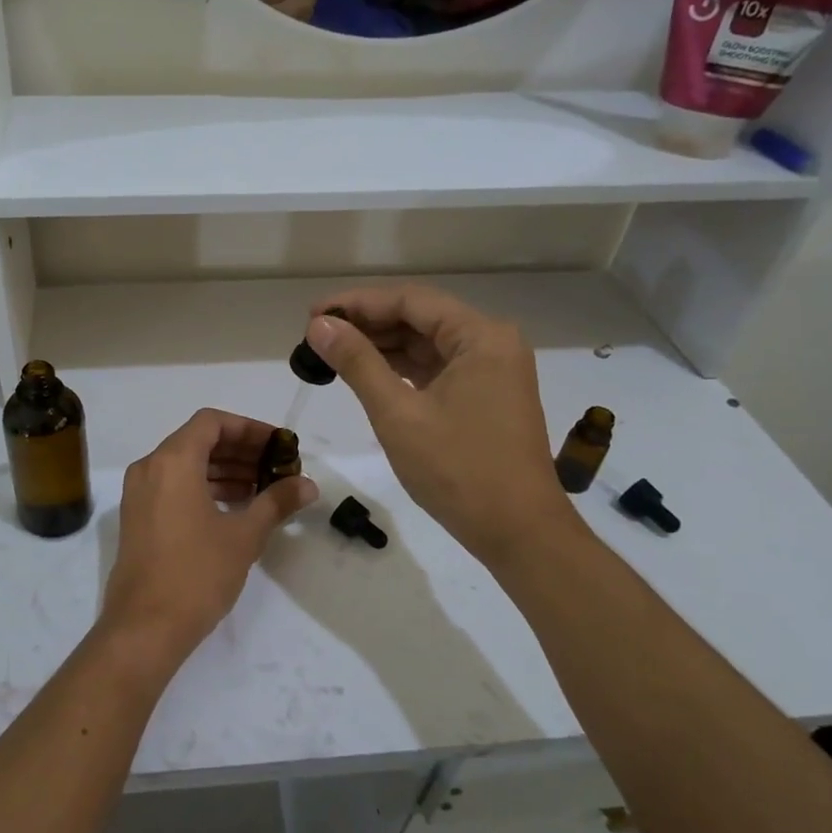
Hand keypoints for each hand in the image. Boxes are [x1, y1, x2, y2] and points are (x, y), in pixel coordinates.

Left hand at [97, 409, 316, 674]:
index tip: (278, 445)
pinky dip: (204, 488)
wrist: (144, 627)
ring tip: (262, 488)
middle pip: (198, 441)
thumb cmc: (197, 573)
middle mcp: (150, 468)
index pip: (212, 423)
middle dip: (240, 451)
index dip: (249, 429)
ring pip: (186, 465)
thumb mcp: (244, 536)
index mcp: (172, 461)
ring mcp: (139, 494)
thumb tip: (308, 485)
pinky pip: (174, 487)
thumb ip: (276, 502)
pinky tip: (235, 508)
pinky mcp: (138, 518)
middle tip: (277, 467)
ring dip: (224, 471)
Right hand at [305, 285, 573, 567]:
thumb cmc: (458, 470)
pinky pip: (437, 369)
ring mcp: (492, 371)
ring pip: (427, 344)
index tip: (312, 315)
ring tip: (332, 353)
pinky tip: (367, 374)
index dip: (357, 303)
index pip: (410, 300)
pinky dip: (401, 369)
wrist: (518, 533)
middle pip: (420, 318)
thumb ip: (357, 362)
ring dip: (381, 347)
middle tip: (316, 336)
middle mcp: (491, 343)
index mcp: (481, 336)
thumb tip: (320, 325)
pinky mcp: (486, 396)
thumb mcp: (398, 413)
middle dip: (367, 324)